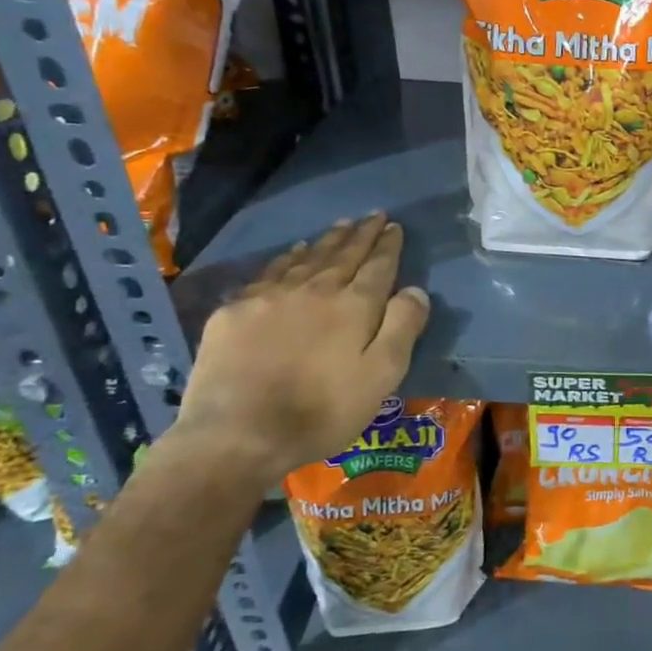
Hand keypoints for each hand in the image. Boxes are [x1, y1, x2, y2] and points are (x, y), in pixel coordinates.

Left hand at [177, 215, 430, 479]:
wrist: (237, 434)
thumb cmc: (322, 410)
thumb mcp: (381, 376)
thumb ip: (403, 327)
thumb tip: (415, 289)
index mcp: (354, 306)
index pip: (378, 266)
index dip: (388, 245)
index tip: (394, 226)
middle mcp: (315, 290)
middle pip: (343, 254)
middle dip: (361, 234)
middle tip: (373, 216)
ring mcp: (271, 297)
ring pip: (307, 258)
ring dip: (327, 240)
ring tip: (340, 225)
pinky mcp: (236, 311)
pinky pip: (269, 271)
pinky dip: (287, 257)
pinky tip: (293, 252)